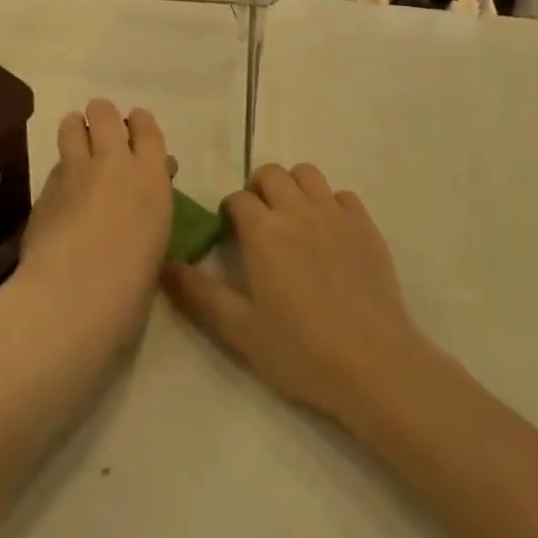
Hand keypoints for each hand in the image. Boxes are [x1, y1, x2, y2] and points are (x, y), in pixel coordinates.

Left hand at [8, 100, 172, 357]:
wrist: (74, 297)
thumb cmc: (131, 286)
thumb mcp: (156, 240)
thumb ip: (151, 205)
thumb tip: (148, 187)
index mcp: (151, 177)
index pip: (146, 128)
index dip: (139, 123)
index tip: (135, 130)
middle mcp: (113, 163)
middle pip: (104, 113)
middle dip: (102, 118)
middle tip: (102, 136)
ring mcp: (74, 172)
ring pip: (71, 125)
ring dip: (76, 131)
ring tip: (77, 148)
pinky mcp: (43, 188)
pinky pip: (55, 165)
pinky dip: (60, 171)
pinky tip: (61, 194)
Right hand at [163, 164, 430, 426]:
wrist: (372, 363)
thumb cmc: (300, 350)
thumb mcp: (239, 329)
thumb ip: (199, 294)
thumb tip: (165, 264)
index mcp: (263, 231)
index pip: (238, 199)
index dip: (230, 212)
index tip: (232, 233)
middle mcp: (297, 210)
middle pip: (271, 174)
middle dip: (259, 190)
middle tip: (260, 222)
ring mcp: (335, 214)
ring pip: (307, 174)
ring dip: (294, 187)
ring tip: (294, 219)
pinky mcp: (365, 225)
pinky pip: (342, 195)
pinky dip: (330, 204)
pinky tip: (330, 234)